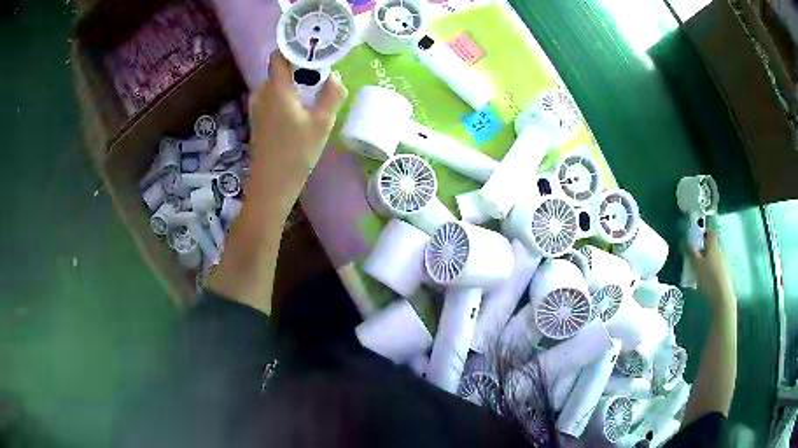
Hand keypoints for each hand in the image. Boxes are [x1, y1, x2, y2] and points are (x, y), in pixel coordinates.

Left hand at [247, 52, 347, 215]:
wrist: (271, 187)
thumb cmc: (296, 154)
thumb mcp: (322, 124)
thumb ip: (331, 95)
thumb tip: (335, 78)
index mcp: (276, 89)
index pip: (280, 56)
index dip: (295, 50)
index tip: (315, 51)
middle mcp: (262, 94)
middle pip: (280, 71)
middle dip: (300, 69)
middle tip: (322, 74)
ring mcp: (257, 109)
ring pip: (276, 86)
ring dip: (294, 84)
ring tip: (314, 92)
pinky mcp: (258, 122)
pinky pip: (272, 99)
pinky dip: (286, 97)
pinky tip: (300, 110)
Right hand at [687, 229, 735, 309]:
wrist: (721, 296)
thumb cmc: (708, 276)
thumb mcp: (696, 264)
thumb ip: (690, 252)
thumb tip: (683, 241)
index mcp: (713, 244)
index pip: (709, 232)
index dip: (703, 231)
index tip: (695, 236)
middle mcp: (719, 251)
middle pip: (710, 245)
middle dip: (702, 248)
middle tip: (692, 254)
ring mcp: (722, 263)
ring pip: (712, 257)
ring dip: (705, 259)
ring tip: (696, 268)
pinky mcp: (722, 274)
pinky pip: (714, 267)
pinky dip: (708, 269)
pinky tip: (702, 278)